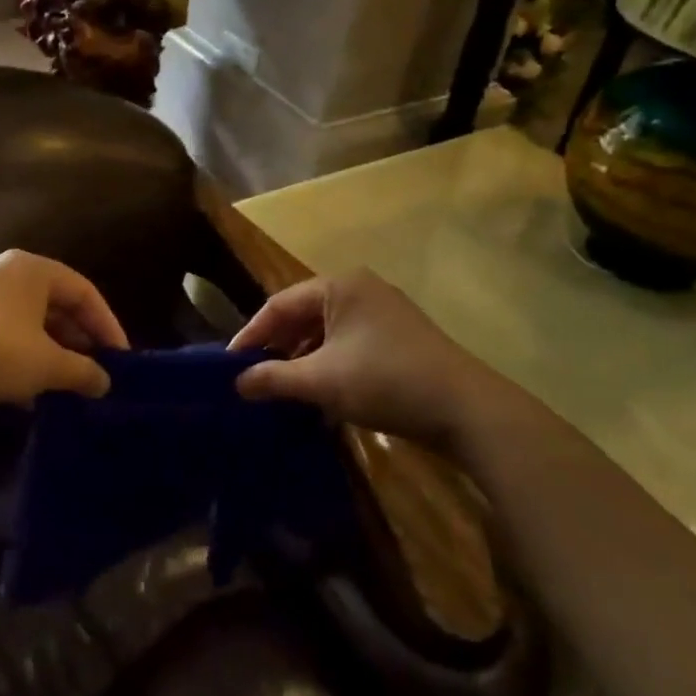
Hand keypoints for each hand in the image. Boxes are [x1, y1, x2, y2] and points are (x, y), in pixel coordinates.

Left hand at [0, 251, 127, 420]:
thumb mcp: (46, 364)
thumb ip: (83, 371)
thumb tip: (105, 382)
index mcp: (32, 270)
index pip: (84, 292)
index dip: (108, 325)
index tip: (122, 359)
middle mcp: (8, 277)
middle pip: (59, 306)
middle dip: (81, 342)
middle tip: (99, 374)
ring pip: (33, 326)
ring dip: (55, 356)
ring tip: (72, 387)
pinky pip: (9, 340)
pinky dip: (27, 363)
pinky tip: (34, 395)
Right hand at [230, 269, 522, 449]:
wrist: (465, 409)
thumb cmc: (385, 381)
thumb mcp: (321, 381)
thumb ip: (274, 378)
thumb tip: (237, 383)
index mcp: (339, 286)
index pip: (279, 304)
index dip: (251, 335)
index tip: (229, 365)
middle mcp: (360, 289)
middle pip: (303, 315)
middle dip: (277, 347)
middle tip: (252, 377)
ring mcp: (383, 312)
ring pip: (326, 332)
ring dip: (302, 359)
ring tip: (281, 389)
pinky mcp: (398, 337)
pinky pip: (349, 343)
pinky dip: (328, 365)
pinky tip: (319, 395)